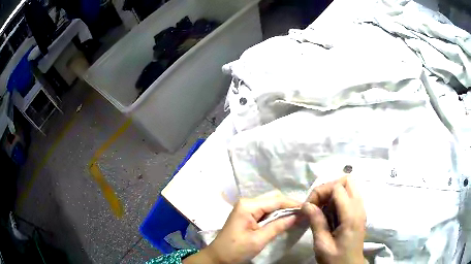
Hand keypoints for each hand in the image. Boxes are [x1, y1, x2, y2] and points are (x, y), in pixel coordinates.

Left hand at [184, 191, 300, 263]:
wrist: (218, 257)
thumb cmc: (236, 249)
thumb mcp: (259, 239)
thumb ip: (279, 226)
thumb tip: (298, 216)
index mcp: (248, 206)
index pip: (276, 200)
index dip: (293, 204)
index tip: (308, 209)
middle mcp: (247, 202)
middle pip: (273, 198)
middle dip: (289, 205)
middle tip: (303, 213)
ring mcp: (246, 207)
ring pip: (270, 203)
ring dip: (283, 209)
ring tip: (297, 216)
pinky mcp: (246, 214)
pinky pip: (265, 210)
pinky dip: (275, 213)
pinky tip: (284, 219)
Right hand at [302, 177, 365, 263]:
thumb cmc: (336, 259)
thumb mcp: (322, 245)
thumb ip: (317, 222)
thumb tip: (306, 205)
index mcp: (351, 216)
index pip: (338, 187)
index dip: (321, 192)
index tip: (309, 206)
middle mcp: (359, 207)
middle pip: (347, 180)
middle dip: (329, 187)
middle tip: (317, 203)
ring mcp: (361, 209)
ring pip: (349, 185)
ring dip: (333, 192)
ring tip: (321, 208)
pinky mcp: (358, 212)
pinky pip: (349, 195)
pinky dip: (337, 198)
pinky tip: (329, 212)